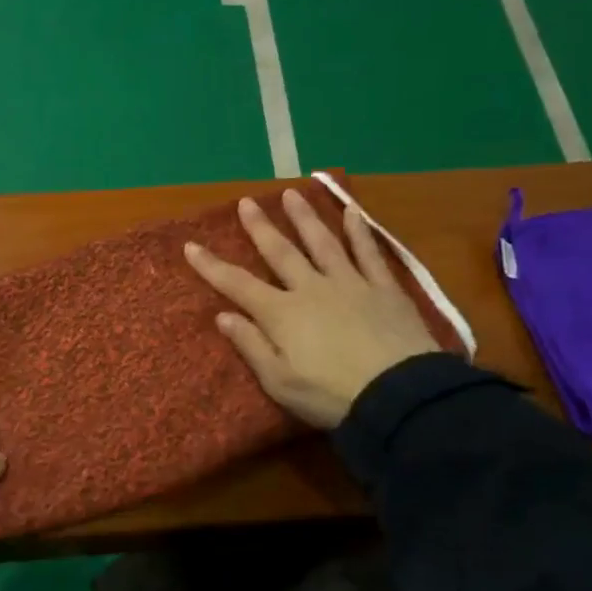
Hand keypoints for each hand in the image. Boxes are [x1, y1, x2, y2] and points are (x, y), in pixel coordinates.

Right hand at [185, 190, 440, 428]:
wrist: (400, 396)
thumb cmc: (331, 395)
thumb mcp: (279, 382)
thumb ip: (251, 345)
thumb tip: (223, 315)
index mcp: (282, 314)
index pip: (238, 284)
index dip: (212, 266)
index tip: (190, 246)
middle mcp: (311, 288)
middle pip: (280, 252)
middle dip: (260, 227)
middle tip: (247, 202)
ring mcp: (350, 284)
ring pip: (322, 242)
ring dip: (305, 217)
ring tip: (292, 193)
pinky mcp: (384, 289)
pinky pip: (368, 253)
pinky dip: (359, 232)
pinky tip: (353, 212)